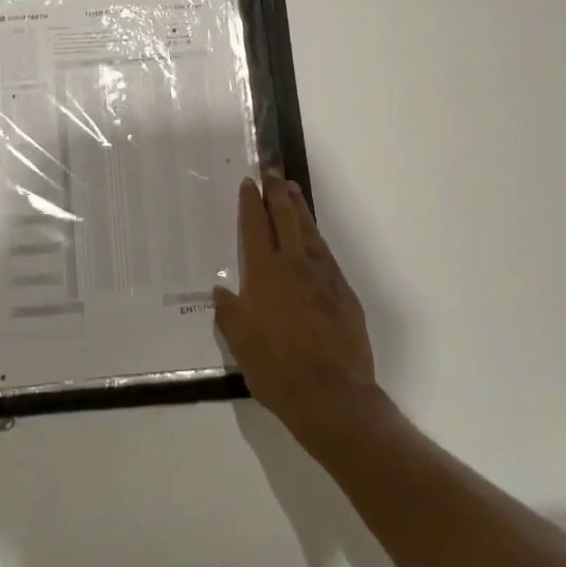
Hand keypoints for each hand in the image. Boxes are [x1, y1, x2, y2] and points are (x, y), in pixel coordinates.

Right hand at [213, 175, 380, 457]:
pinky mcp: (344, 293)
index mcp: (264, 273)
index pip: (255, 226)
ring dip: (299, 208)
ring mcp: (323, 277)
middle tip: (273, 171)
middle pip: (286, 218)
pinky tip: (314, 237)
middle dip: (278, 192)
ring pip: (309, 231)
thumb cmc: (276, 369)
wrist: (332, 395)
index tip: (249, 183)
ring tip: (293, 190)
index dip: (251, 203)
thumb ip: (229, 312)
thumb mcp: (240, 343)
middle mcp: (294, 266)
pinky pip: (326, 254)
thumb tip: (221, 290)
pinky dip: (317, 238)